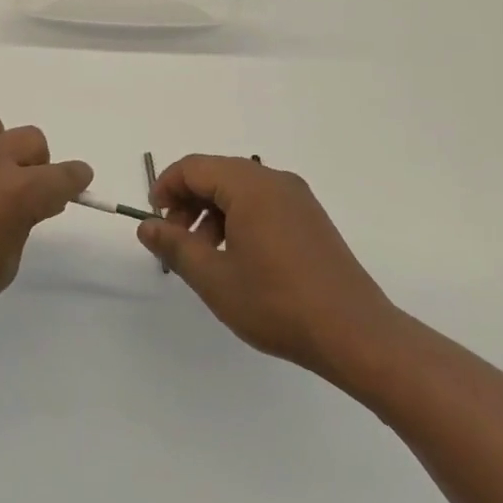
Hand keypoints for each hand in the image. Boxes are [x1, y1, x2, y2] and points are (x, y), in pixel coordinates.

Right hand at [139, 155, 407, 391]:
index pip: (194, 167)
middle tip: (175, 240)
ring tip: (205, 256)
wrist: (356, 335)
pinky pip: (263, 204)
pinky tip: (238, 259)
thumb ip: (174, 246)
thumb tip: (146, 226)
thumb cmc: (277, 303)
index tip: (153, 220)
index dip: (166, 187)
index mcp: (250, 186)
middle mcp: (275, 181)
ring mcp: (298, 199)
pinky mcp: (311, 219)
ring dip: (212, 213)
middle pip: (217, 174)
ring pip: (240, 190)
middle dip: (188, 202)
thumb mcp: (214, 278)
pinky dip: (239, 219)